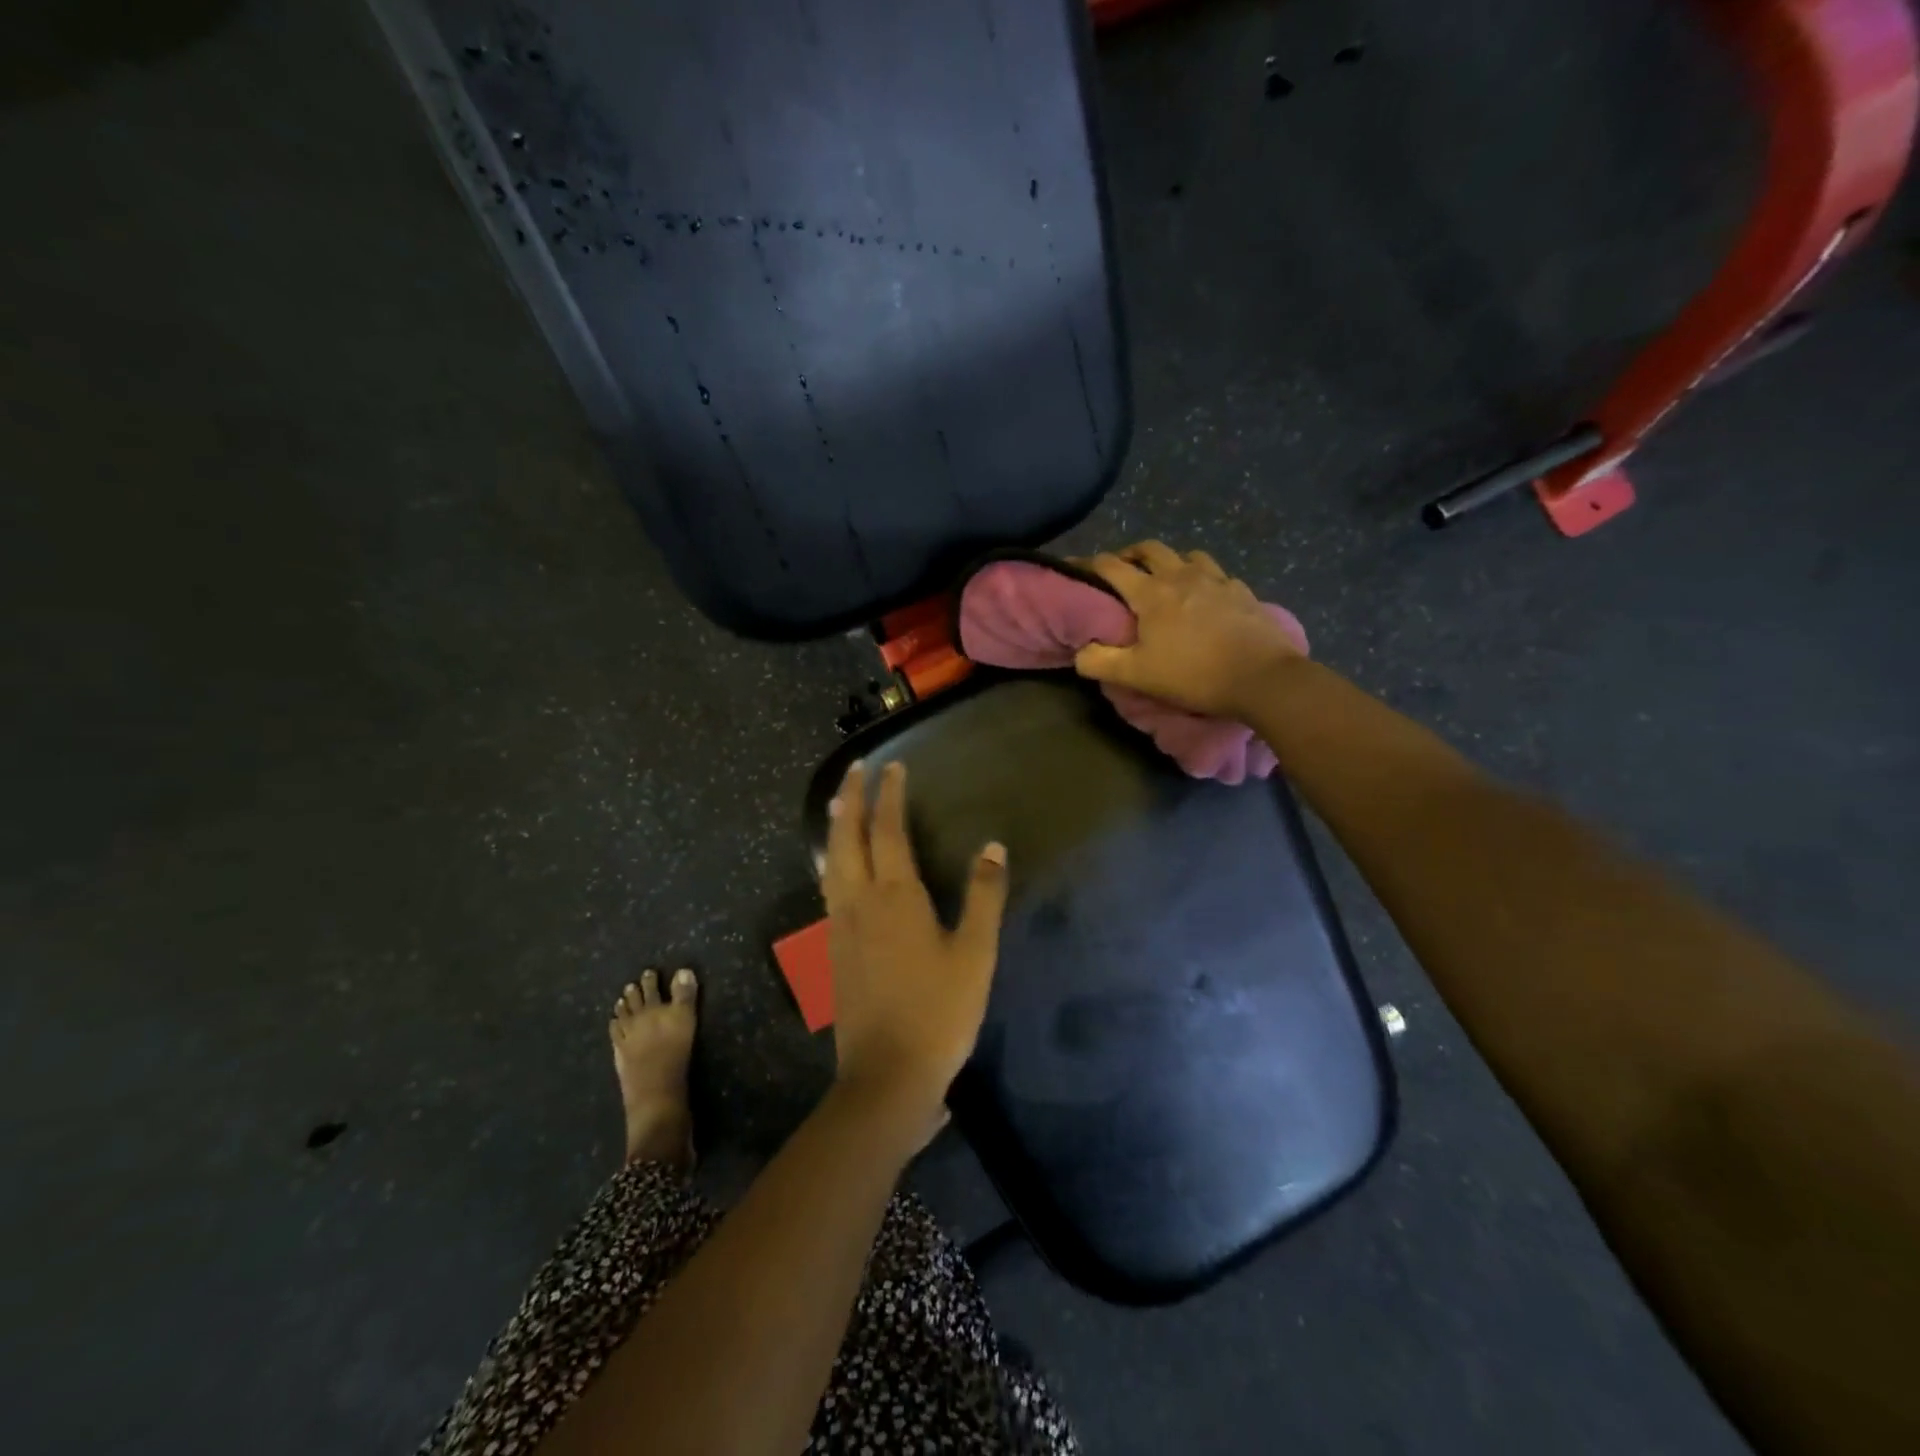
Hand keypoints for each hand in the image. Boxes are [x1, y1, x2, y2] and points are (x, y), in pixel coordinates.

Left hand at [823, 761, 1009, 1147]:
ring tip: (840, 805)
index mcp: (896, 897)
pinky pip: (828, 890)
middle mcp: (860, 902)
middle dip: (852, 799)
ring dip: (836, 828)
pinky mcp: (834, 951)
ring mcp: (841, 927)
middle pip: (849, 838)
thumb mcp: (976, 953)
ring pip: (832, 863)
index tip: (891, 766)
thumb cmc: (940, 1011)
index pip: (889, 831)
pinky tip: (836, 869)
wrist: (888, 1075)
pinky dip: (832, 863)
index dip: (890, 796)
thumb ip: (984, 896)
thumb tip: (992, 846)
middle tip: (854, 769)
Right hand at [1075, 541, 1303, 718]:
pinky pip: (1217, 574)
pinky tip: (1206, 596)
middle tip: (1123, 569)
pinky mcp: (1242, 592)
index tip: (1076, 568)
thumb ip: (1100, 662)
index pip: (1112, 566)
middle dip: (1131, 554)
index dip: (1089, 564)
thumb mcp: (1137, 675)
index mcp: (1151, 592)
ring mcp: (1216, 580)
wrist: (1262, 678)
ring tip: (1166, 579)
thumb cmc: (1193, 674)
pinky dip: (1203, 578)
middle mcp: (1181, 576)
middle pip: (1150, 549)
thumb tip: (1080, 652)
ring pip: (1187, 555)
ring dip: (1170, 561)